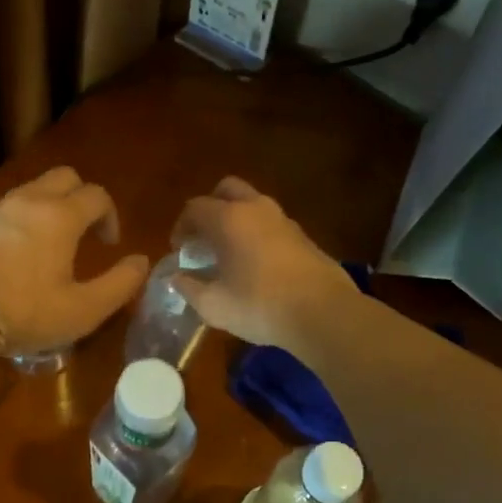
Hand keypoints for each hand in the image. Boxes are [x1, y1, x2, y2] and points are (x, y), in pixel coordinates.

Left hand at [0, 167, 149, 356]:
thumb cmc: (24, 312)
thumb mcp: (83, 310)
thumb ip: (119, 284)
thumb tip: (141, 262)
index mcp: (61, 216)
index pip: (97, 195)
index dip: (110, 216)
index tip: (109, 244)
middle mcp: (29, 202)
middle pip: (64, 177)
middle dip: (81, 197)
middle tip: (83, 232)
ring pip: (31, 190)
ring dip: (49, 207)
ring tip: (50, 245)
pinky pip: (6, 210)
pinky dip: (21, 221)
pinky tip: (15, 256)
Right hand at [170, 177, 358, 348]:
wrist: (323, 313)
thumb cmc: (260, 305)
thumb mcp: (213, 305)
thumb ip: (189, 288)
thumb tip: (177, 278)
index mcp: (228, 219)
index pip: (195, 208)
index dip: (181, 226)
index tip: (179, 249)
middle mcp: (255, 209)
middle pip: (226, 189)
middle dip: (210, 207)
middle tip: (203, 236)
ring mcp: (283, 219)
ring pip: (252, 204)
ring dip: (236, 219)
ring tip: (228, 251)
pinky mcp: (303, 236)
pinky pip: (270, 223)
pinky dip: (257, 233)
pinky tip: (255, 263)